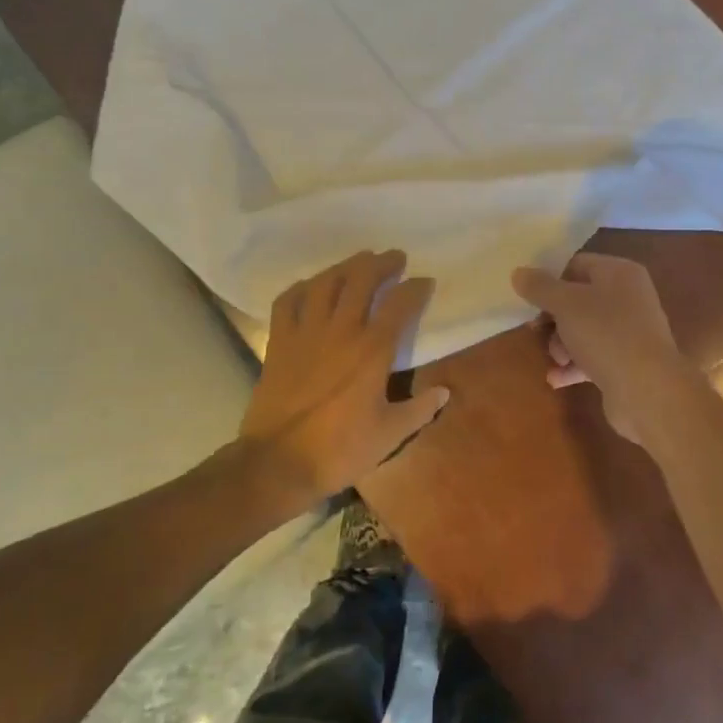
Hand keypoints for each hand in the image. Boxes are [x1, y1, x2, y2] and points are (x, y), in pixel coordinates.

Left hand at [239, 250, 448, 503]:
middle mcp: (340, 331)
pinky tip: (311, 286)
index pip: (399, 304)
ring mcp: (306, 333)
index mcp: (372, 350)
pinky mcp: (280, 342)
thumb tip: (444, 392)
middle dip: (381, 264)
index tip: (425, 281)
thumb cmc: (339, 450)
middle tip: (394, 258)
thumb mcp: (389, 435)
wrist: (278, 464)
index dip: (415, 288)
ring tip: (359, 262)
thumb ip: (420, 409)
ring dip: (345, 266)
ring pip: (326, 283)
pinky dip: (302, 287)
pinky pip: (288, 301)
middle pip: (361, 280)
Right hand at [511, 253, 690, 444]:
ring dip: (563, 345)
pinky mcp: (628, 362)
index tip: (531, 300)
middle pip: (580, 299)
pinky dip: (575, 366)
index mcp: (619, 273)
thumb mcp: (566, 304)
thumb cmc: (606, 334)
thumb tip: (518, 272)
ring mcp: (631, 331)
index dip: (551, 280)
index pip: (577, 264)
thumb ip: (540, 287)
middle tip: (537, 331)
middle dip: (555, 319)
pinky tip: (556, 379)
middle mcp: (629, 297)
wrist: (648, 389)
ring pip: (585, 330)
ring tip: (556, 360)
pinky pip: (594, 357)